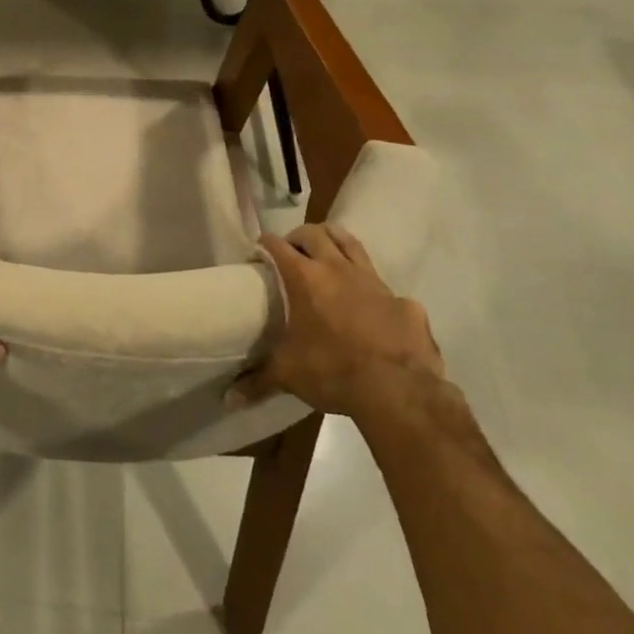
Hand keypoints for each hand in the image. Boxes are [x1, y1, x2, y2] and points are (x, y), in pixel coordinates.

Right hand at [228, 223, 443, 420]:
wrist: (399, 392)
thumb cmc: (333, 372)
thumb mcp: (288, 375)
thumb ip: (258, 380)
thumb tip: (228, 399)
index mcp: (304, 278)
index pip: (276, 245)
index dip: (264, 245)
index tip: (257, 254)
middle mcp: (337, 270)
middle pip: (315, 233)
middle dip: (299, 237)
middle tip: (292, 253)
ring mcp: (374, 282)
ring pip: (351, 244)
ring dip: (335, 243)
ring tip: (327, 255)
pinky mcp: (404, 302)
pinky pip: (385, 288)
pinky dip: (374, 292)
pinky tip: (372, 311)